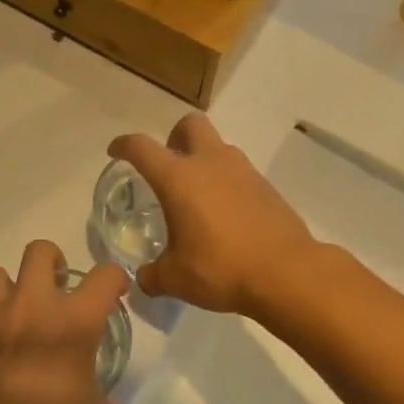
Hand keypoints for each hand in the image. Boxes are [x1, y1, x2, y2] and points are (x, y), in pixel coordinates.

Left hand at [0, 241, 128, 403]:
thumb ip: (102, 401)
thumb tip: (98, 401)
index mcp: (73, 323)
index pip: (104, 276)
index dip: (114, 279)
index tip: (114, 294)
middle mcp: (30, 308)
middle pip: (40, 251)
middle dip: (53, 262)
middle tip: (57, 289)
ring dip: (10, 288)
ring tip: (16, 315)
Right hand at [106, 113, 317, 316]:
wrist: (287, 271)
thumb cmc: (222, 268)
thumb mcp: (176, 279)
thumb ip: (152, 275)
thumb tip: (142, 278)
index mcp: (179, 178)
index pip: (142, 147)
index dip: (124, 145)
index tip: (116, 151)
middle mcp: (210, 163)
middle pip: (189, 124)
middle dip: (174, 137)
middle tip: (167, 165)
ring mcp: (242, 170)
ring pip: (218, 146)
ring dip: (203, 160)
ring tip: (197, 196)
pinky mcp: (265, 185)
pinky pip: (238, 171)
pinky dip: (226, 181)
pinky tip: (225, 214)